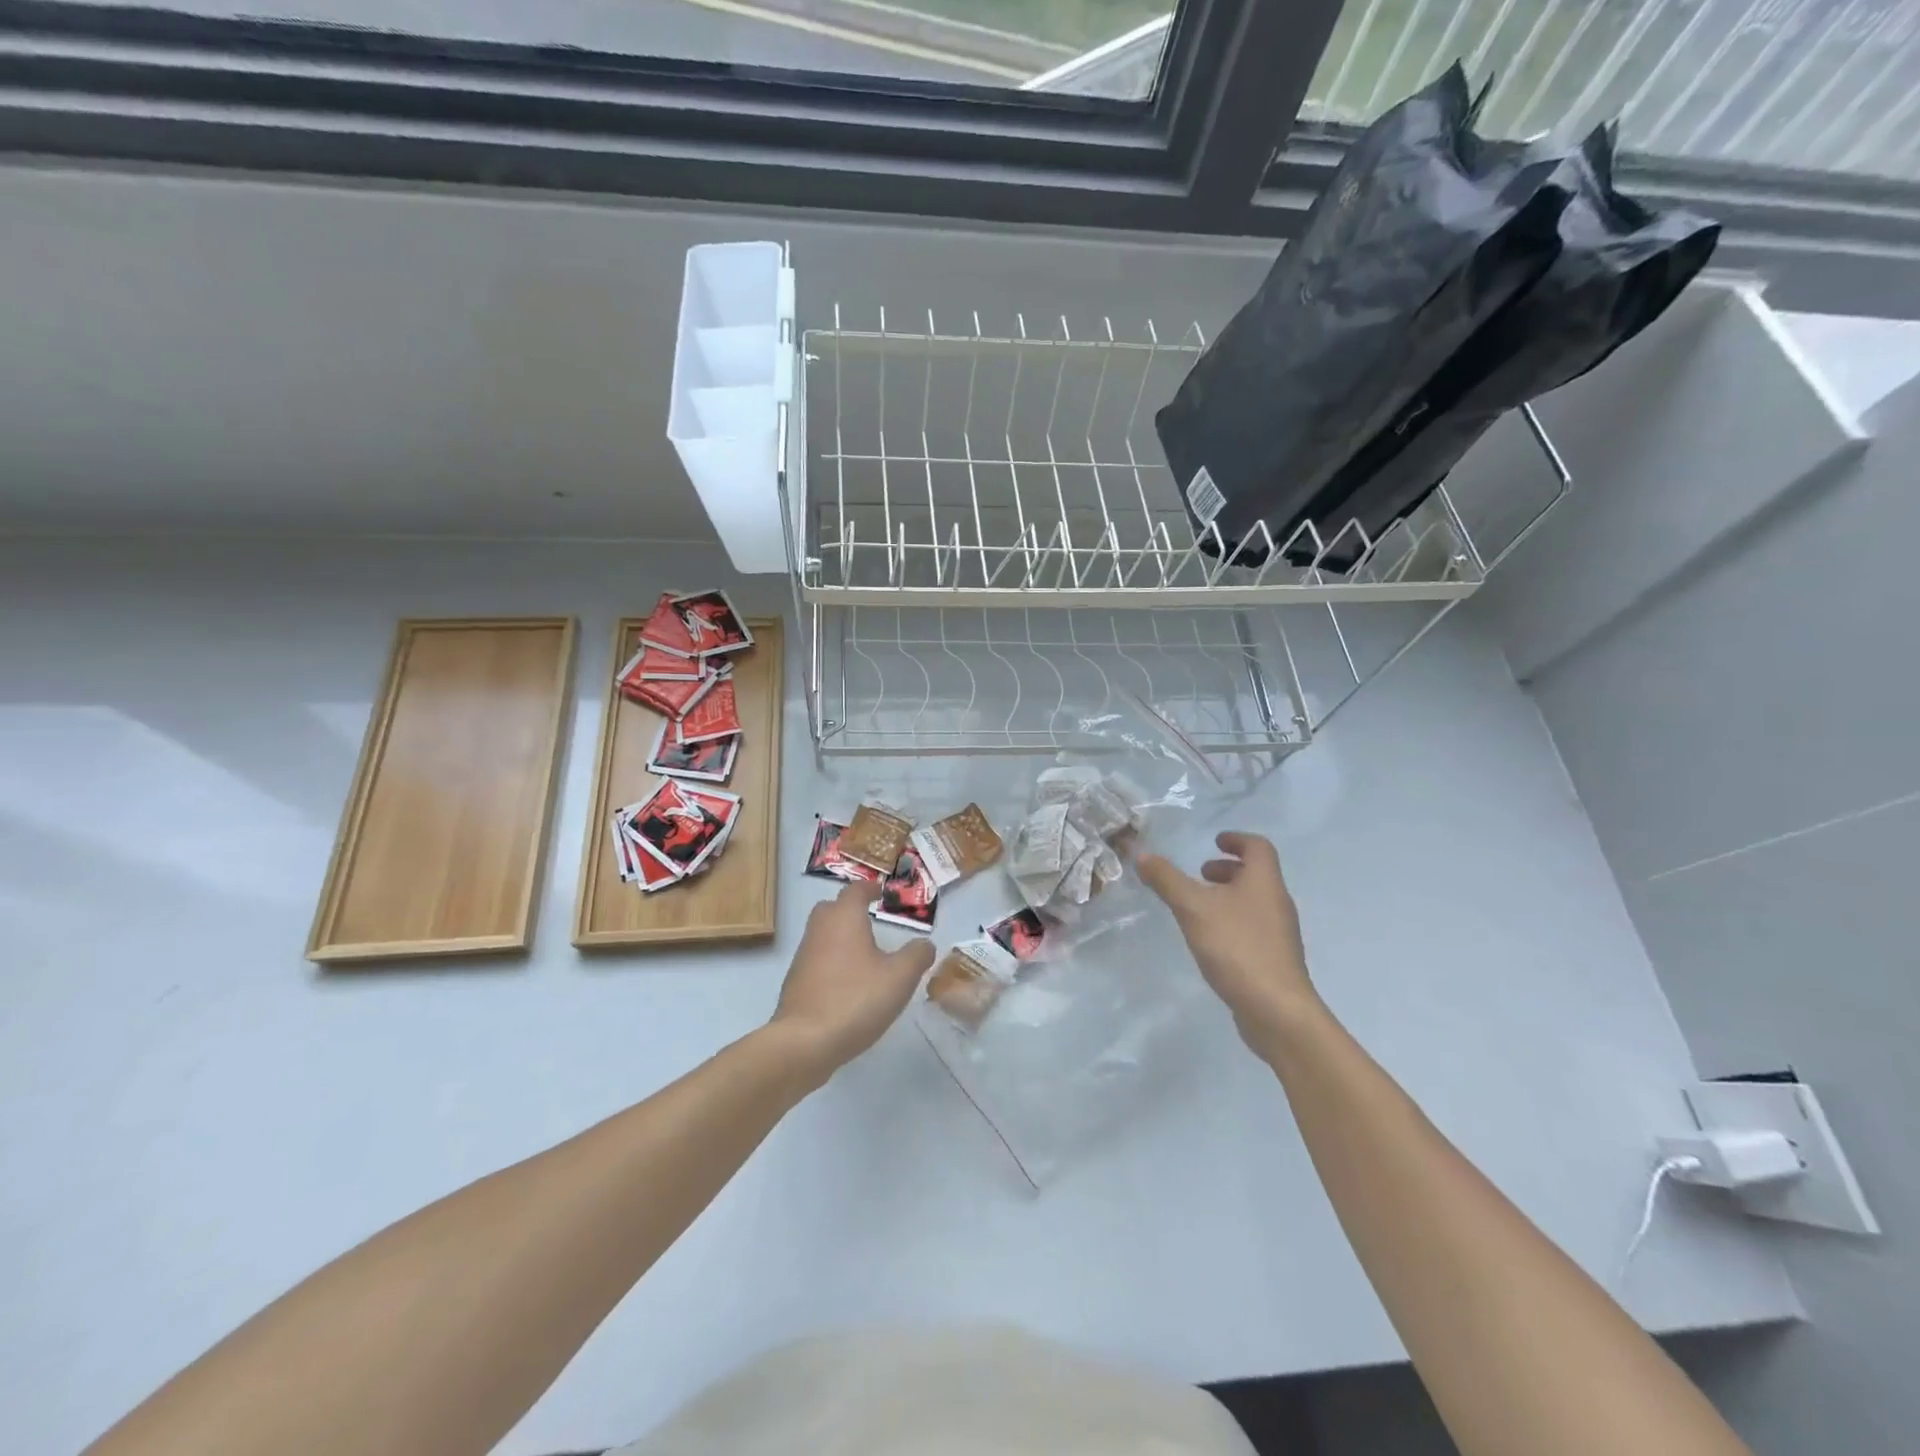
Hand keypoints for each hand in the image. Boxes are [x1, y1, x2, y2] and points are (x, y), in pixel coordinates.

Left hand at [768, 881, 935, 1084]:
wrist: (804, 1042)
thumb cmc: (856, 999)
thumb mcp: (900, 977)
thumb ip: (917, 956)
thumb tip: (925, 944)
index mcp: (844, 919)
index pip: (855, 891)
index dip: (869, 888)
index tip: (881, 892)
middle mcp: (820, 930)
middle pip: (832, 908)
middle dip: (849, 910)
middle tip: (870, 919)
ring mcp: (803, 957)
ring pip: (822, 935)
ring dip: (840, 937)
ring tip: (864, 954)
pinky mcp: (795, 983)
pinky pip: (816, 960)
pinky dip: (832, 962)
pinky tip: (848, 983)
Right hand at [1138, 831, 1319, 1055]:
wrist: (1277, 1011)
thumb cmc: (1237, 948)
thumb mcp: (1193, 908)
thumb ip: (1166, 880)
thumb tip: (1141, 853)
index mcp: (1264, 882)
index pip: (1258, 847)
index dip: (1237, 839)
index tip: (1214, 841)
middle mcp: (1277, 902)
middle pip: (1257, 874)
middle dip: (1228, 869)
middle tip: (1200, 875)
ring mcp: (1279, 933)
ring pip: (1254, 902)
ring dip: (1228, 896)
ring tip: (1198, 908)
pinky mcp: (1274, 959)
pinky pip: (1252, 927)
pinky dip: (1232, 921)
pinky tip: (1210, 940)